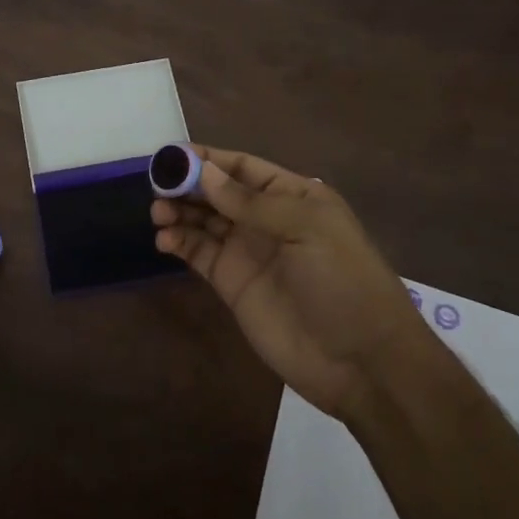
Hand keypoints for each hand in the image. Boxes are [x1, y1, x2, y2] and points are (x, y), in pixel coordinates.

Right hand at [153, 147, 421, 421]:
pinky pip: (199, 254)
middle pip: (217, 192)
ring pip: (203, 220)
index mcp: (293, 196)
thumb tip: (204, 171)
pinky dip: (179, 242)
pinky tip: (165, 240)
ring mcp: (247, 252)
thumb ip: (251, 202)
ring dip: (179, 212)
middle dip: (187, 185)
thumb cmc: (343, 281)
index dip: (208, 159)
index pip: (242, 167)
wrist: (361, 362)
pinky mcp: (232, 284)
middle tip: (157, 186)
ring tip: (158, 213)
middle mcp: (266, 219)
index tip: (172, 156)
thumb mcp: (306, 229)